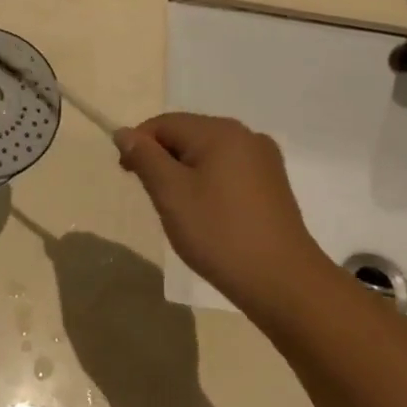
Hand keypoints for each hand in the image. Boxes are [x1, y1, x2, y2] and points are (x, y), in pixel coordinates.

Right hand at [116, 113, 332, 306]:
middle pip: (187, 135)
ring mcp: (264, 159)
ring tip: (181, 210)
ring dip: (185, 173)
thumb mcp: (171, 194)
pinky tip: (209, 213)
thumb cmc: (220, 233)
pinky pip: (228, 169)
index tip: (128, 176)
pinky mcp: (272, 184)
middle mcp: (245, 135)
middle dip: (163, 160)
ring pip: (207, 154)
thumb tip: (124, 132)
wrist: (283, 282)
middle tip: (154, 197)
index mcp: (220, 131)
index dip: (139, 144)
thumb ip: (145, 157)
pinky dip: (208, 183)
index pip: (164, 123)